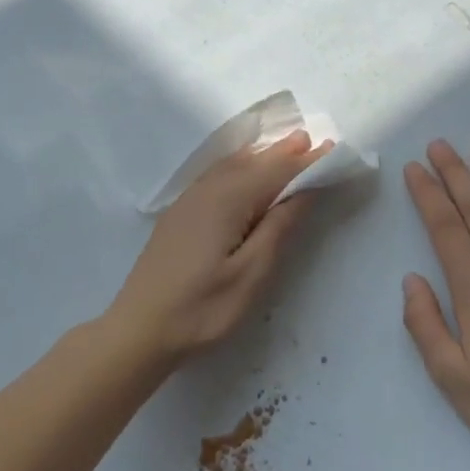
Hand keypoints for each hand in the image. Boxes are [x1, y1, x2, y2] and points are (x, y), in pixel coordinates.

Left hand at [107, 131, 327, 363]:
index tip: (331, 150)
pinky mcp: (178, 215)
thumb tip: (303, 192)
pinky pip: (215, 176)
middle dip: (282, 153)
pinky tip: (241, 172)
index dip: (304, 162)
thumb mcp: (250, 275)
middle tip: (309, 140)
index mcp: (227, 201)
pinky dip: (237, 167)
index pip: (275, 172)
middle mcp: (206, 191)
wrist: (139, 330)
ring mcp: (187, 202)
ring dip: (259, 158)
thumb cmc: (202, 309)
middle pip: (251, 163)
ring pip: (230, 167)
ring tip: (283, 149)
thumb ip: (278, 228)